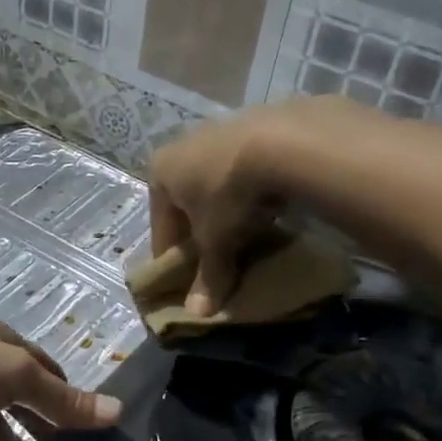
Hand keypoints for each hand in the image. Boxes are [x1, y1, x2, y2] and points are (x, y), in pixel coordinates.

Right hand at [148, 101, 340, 314]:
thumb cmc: (228, 194)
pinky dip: (251, 190)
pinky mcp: (254, 125)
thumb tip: (197, 314)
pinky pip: (245, 169)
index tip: (183, 279)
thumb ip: (207, 276)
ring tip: (246, 234)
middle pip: (186, 200)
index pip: (160, 224)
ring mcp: (219, 130)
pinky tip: (268, 205)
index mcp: (160, 171)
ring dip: (226, 208)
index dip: (171, 256)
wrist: (281, 141)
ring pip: (216, 182)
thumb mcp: (216, 241)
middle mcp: (182, 145)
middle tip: (216, 258)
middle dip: (199, 230)